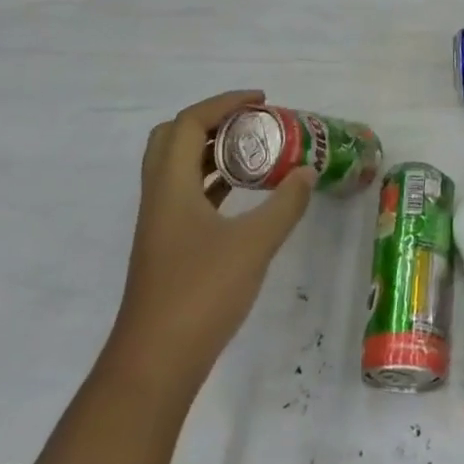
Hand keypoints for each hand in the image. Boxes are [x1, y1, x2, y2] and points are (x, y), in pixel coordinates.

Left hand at [106, 90, 313, 391]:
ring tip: (254, 151)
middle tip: (251, 123)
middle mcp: (159, 196)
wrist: (156, 363)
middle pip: (174, 137)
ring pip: (178, 167)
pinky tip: (242, 193)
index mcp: (170, 186)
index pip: (190, 123)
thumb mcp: (254, 244)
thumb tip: (308, 172)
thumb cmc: (201, 294)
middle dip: (212, 120)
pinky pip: (187, 194)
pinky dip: (212, 180)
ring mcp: (160, 223)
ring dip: (212, 150)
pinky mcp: (168, 246)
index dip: (225, 103)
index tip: (261, 101)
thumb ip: (285, 204)